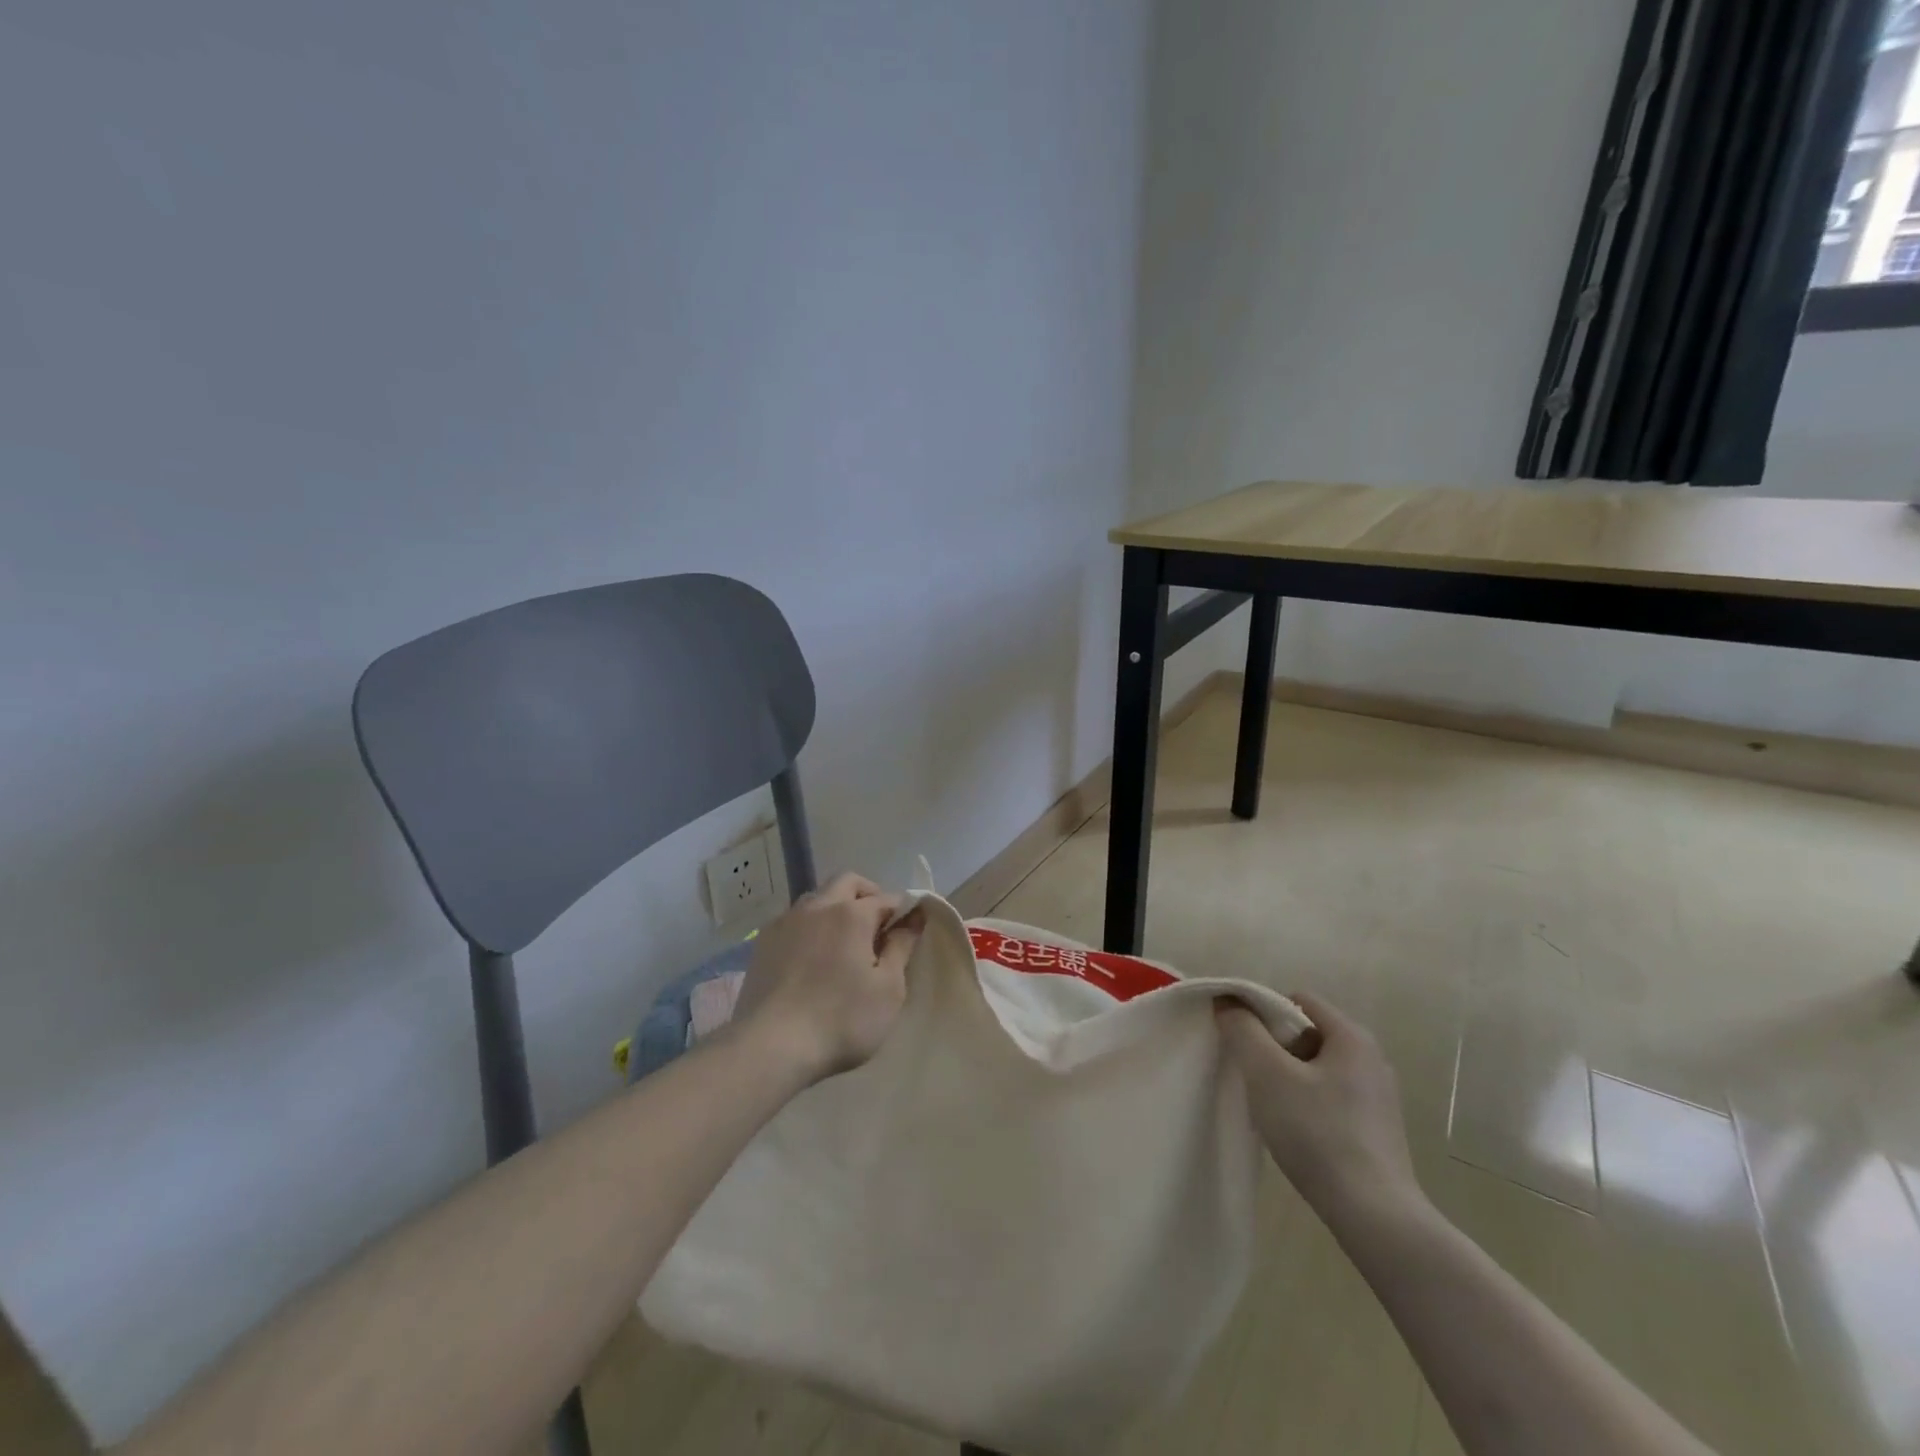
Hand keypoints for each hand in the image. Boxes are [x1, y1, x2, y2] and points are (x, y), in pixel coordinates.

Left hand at [733, 872, 923, 1082]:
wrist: (771, 1047)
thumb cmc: (842, 1020)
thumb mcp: (888, 989)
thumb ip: (901, 948)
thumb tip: (913, 918)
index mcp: (852, 914)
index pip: (887, 898)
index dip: (903, 910)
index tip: (911, 928)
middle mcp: (818, 906)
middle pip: (847, 882)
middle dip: (868, 895)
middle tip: (878, 926)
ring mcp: (785, 922)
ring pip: (817, 897)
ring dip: (835, 907)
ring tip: (843, 941)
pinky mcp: (762, 942)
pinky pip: (793, 920)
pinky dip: (809, 927)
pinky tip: (811, 956)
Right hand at [1216, 991, 1421, 1221]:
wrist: (1374, 1216)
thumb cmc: (1317, 1133)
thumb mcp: (1267, 1073)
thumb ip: (1242, 1029)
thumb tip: (1226, 1001)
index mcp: (1352, 1036)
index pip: (1297, 1000)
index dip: (1263, 1013)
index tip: (1243, 1043)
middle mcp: (1371, 1058)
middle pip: (1306, 1033)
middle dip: (1274, 1048)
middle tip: (1253, 1076)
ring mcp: (1378, 1096)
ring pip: (1316, 1068)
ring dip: (1287, 1078)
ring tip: (1270, 1108)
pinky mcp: (1377, 1129)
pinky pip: (1329, 1097)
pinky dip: (1307, 1104)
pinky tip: (1295, 1133)